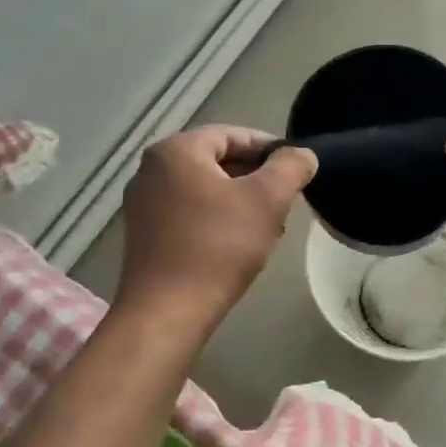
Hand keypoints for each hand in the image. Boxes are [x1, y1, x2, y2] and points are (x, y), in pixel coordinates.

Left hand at [116, 126, 317, 331]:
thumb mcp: (267, 200)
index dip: (268, 148)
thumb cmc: (218, 246)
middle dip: (255, 178)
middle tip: (285, 200)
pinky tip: (238, 245)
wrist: (167, 312)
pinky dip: (215, 220)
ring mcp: (142, 204)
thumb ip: (290, 168)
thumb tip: (302, 154)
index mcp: (176, 150)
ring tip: (268, 226)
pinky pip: (187, 213)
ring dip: (238, 201)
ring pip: (203, 189)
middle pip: (216, 161)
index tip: (295, 169)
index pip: (231, 135)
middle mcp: (151, 170)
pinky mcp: (143, 235)